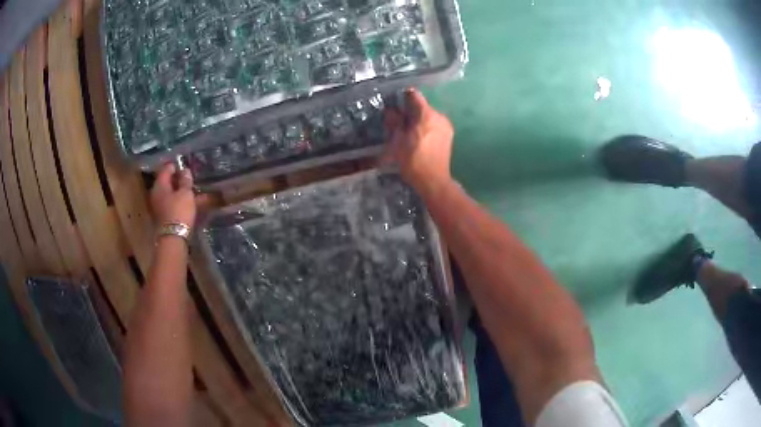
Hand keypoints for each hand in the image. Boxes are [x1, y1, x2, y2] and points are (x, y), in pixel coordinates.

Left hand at [150, 164, 196, 226]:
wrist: (173, 237)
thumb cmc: (179, 211)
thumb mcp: (186, 193)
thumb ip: (185, 180)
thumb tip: (185, 170)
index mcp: (159, 184)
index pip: (166, 169)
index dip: (176, 166)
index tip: (185, 166)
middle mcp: (155, 193)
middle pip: (166, 181)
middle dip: (176, 179)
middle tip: (188, 179)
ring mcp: (157, 205)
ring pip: (168, 193)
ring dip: (177, 191)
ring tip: (189, 191)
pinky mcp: (161, 215)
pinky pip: (169, 202)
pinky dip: (176, 200)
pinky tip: (185, 202)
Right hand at [384, 89, 453, 192]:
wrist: (433, 181)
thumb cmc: (413, 160)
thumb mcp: (397, 141)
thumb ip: (394, 123)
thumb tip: (390, 111)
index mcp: (427, 114)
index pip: (414, 96)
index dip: (403, 97)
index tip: (395, 102)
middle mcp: (439, 117)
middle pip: (422, 107)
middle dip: (410, 112)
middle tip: (398, 122)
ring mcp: (446, 127)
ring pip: (428, 117)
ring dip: (418, 121)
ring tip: (407, 133)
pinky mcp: (448, 137)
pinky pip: (434, 125)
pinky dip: (425, 128)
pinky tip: (418, 139)